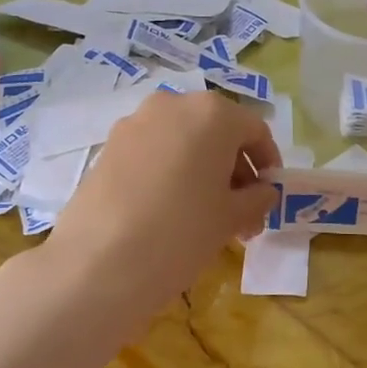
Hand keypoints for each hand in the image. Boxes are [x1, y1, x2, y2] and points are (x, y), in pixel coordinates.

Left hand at [44, 90, 279, 316]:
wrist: (97, 263)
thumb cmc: (181, 232)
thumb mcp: (232, 217)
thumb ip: (257, 198)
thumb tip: (262, 192)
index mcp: (212, 113)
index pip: (254, 130)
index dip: (268, 162)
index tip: (269, 195)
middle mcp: (173, 104)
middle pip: (217, 132)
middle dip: (234, 170)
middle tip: (241, 215)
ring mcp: (135, 123)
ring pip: (184, 141)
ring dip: (203, 171)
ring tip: (206, 217)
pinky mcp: (108, 147)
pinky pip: (154, 152)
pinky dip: (171, 172)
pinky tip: (170, 211)